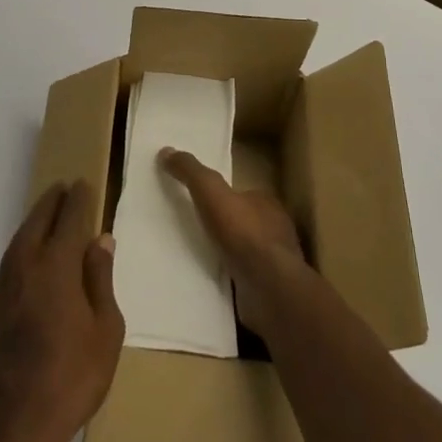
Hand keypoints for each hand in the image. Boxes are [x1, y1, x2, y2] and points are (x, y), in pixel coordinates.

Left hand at [0, 180, 123, 441]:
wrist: (16, 427)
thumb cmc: (73, 378)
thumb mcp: (106, 331)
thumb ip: (101, 280)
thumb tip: (99, 240)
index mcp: (56, 267)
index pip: (68, 220)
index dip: (77, 199)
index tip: (82, 184)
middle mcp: (25, 268)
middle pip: (37, 223)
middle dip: (51, 203)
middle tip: (62, 189)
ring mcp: (2, 290)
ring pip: (18, 242)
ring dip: (33, 224)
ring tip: (46, 216)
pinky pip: (8, 267)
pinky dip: (22, 252)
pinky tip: (30, 262)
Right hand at [158, 148, 307, 337]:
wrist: (268, 288)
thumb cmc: (243, 232)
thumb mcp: (210, 191)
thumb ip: (191, 171)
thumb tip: (166, 151)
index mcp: (266, 203)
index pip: (242, 195)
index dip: (222, 197)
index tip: (200, 203)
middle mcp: (275, 230)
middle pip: (244, 223)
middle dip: (223, 227)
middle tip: (193, 232)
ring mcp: (274, 263)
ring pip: (244, 253)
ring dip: (225, 255)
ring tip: (196, 258)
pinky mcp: (268, 290)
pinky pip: (243, 280)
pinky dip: (228, 280)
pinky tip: (209, 283)